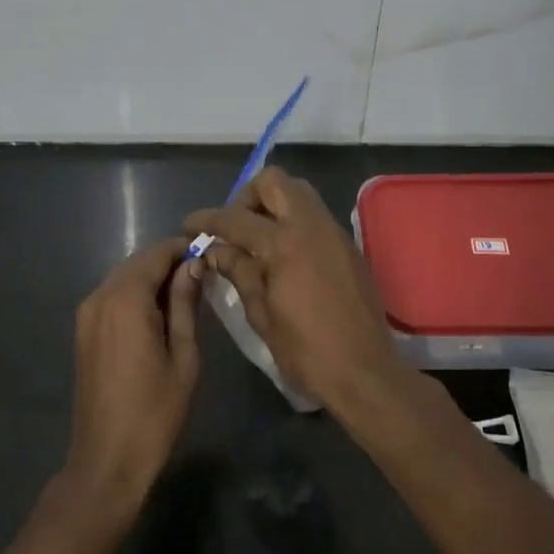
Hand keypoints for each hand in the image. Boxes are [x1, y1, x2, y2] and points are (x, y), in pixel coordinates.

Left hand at [63, 236, 202, 517]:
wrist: (107, 458)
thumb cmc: (155, 410)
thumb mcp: (183, 355)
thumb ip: (185, 304)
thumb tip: (193, 265)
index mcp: (126, 300)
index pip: (155, 255)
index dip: (182, 248)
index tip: (209, 251)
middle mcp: (100, 297)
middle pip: (136, 263)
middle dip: (167, 262)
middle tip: (201, 274)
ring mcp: (86, 314)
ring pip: (123, 278)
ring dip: (151, 278)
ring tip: (184, 294)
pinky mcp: (83, 331)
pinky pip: (112, 297)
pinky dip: (135, 295)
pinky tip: (158, 313)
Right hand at [183, 167, 408, 412]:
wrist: (364, 371)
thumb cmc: (306, 351)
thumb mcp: (261, 314)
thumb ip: (239, 273)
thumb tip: (216, 251)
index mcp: (284, 244)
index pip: (235, 219)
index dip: (207, 220)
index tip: (189, 225)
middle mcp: (311, 227)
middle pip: (274, 182)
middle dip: (246, 197)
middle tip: (233, 228)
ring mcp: (334, 233)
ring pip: (299, 193)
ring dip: (273, 205)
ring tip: (257, 240)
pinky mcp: (348, 246)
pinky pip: (315, 215)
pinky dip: (294, 221)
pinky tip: (283, 255)